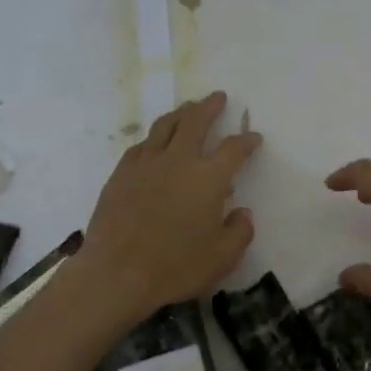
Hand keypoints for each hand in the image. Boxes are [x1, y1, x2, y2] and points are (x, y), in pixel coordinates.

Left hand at [80, 93, 261, 319]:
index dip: (247, 141)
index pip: (234, 149)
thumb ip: (239, 231)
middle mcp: (178, 160)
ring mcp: (146, 163)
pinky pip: (142, 145)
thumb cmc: (175, 267)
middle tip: (218, 98)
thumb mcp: (223, 258)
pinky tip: (155, 143)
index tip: (254, 138)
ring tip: (188, 109)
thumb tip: (241, 212)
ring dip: (181, 113)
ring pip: (165, 126)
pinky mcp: (121, 174)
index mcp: (208, 178)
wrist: (116, 273)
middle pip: (196, 121)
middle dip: (210, 107)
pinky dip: (155, 137)